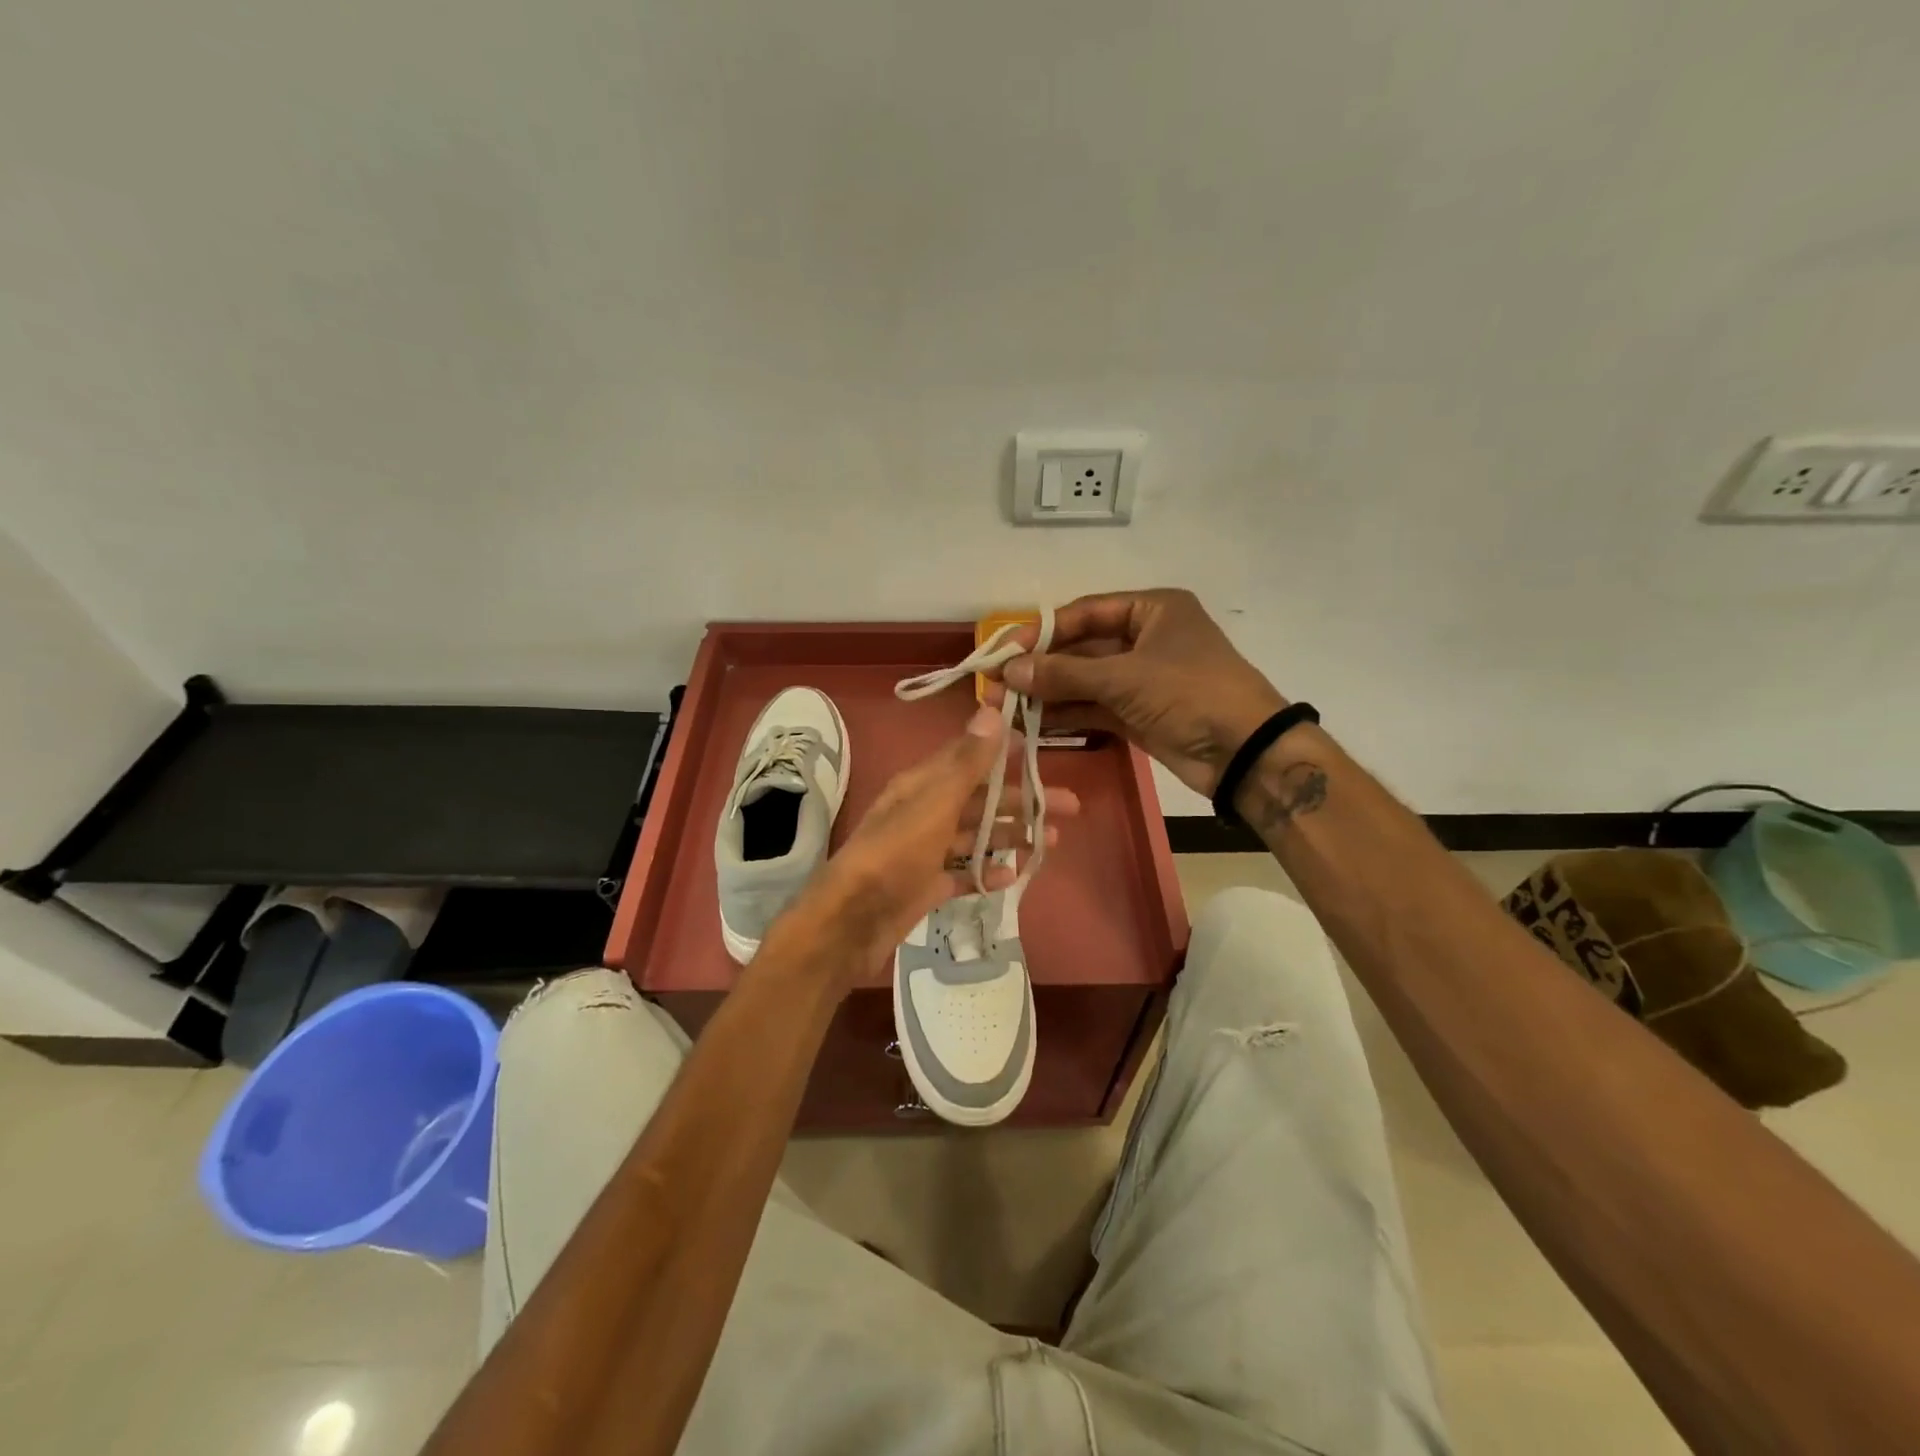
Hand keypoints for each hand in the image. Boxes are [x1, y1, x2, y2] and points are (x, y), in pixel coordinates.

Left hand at [764, 704, 1080, 988]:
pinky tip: (1012, 876)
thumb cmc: (894, 854)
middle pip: (980, 799)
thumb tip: (991, 710)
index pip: (969, 757)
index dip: (1004, 751)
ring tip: (1050, 841)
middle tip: (1069, 806)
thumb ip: (966, 762)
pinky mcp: (925, 886)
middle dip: (1022, 800)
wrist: (851, 921)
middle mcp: (924, 812)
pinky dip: (986, 872)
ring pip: (974, 836)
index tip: (1042, 748)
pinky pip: (962, 873)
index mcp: (922, 785)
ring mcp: (924, 851)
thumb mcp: (934, 803)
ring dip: (1010, 835)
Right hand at [996, 588, 1285, 797]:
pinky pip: (1093, 707)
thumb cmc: (1190, 694)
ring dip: (1047, 694)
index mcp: (1152, 609)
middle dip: (1040, 668)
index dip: (1043, 632)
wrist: (1245, 753)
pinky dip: (1066, 714)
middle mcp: (1145, 638)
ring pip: (1084, 681)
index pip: (1085, 612)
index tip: (1005, 651)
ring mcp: (1141, 679)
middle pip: (1081, 648)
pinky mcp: (1138, 714)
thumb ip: (1064, 673)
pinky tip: (1031, 723)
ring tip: (1004, 707)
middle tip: (997, 684)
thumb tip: (1009, 670)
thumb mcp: (1125, 678)